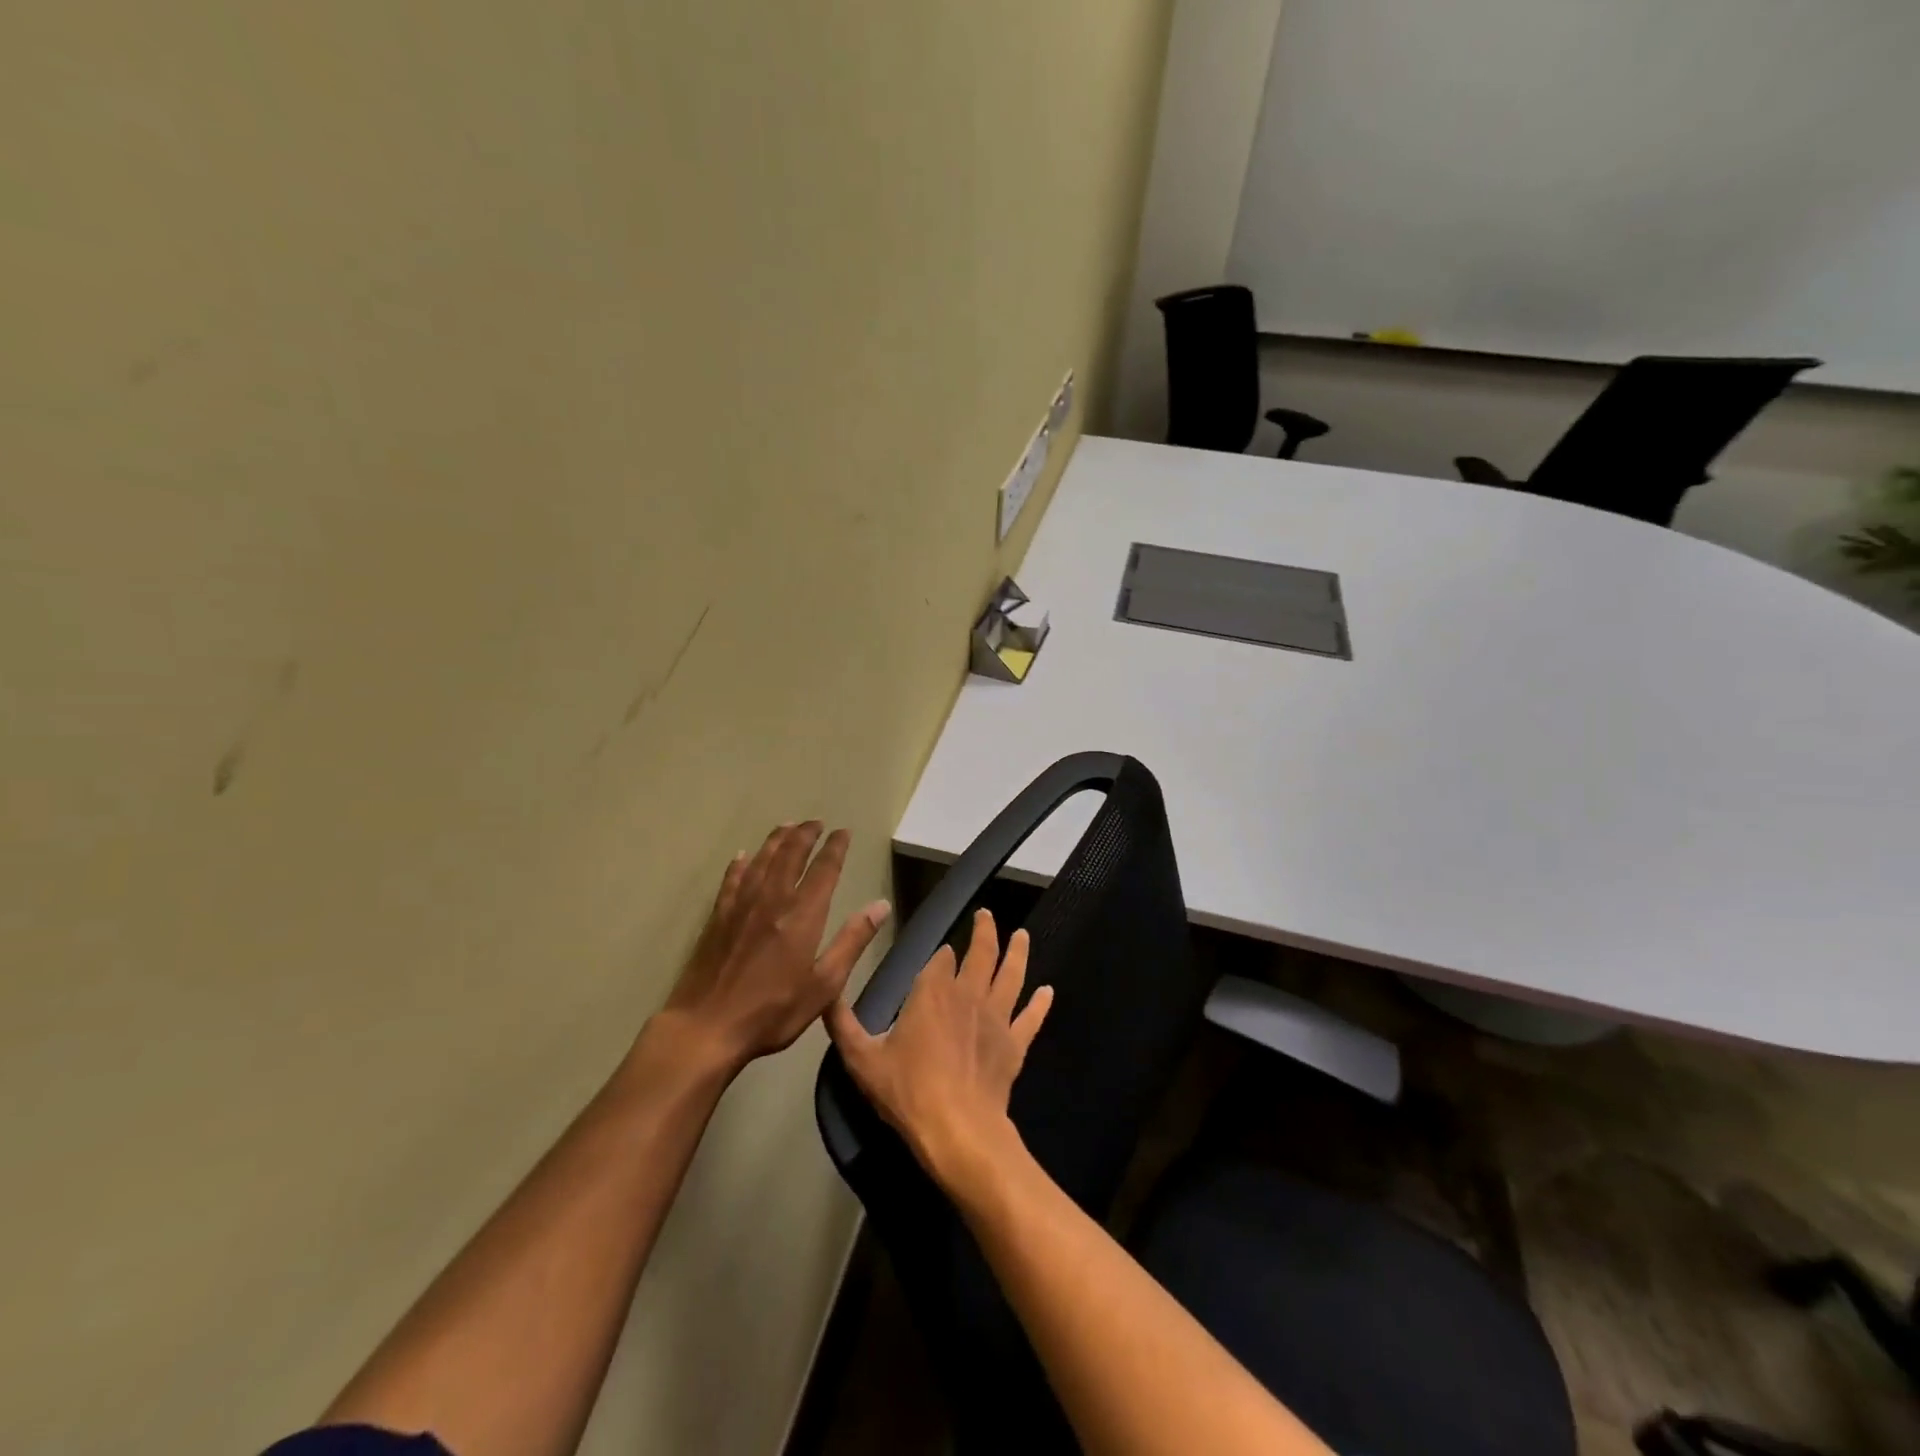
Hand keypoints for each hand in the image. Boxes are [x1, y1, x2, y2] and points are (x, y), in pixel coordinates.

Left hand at [656, 823, 890, 1073]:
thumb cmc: (772, 1011)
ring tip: (787, 826)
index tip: (843, 832)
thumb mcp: (824, 985)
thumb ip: (852, 941)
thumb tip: (881, 906)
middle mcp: (772, 900)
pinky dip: (740, 865)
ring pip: (762, 861)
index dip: (835, 847)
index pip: (824, 869)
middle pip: (790, 855)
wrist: (707, 1027)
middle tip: (816, 822)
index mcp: (802, 915)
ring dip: (776, 840)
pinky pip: (731, 880)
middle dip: (805, 835)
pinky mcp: (718, 918)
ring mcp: (741, 906)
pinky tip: (742, 857)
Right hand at [826, 909, 1053, 1189]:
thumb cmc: (907, 1091)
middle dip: (984, 931)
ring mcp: (996, 1018)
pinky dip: (1040, 1003)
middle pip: (981, 954)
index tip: (943, 952)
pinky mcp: (1015, 1044)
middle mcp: (968, 994)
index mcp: (932, 992)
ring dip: (1018, 952)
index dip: (941, 954)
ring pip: (1011, 976)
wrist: (958, 1130)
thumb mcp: (861, 1058)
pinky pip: (1031, 1018)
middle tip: (987, 914)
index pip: (941, 959)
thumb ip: (842, 1023)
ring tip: (1022, 935)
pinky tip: (1048, 991)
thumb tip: (825, 995)